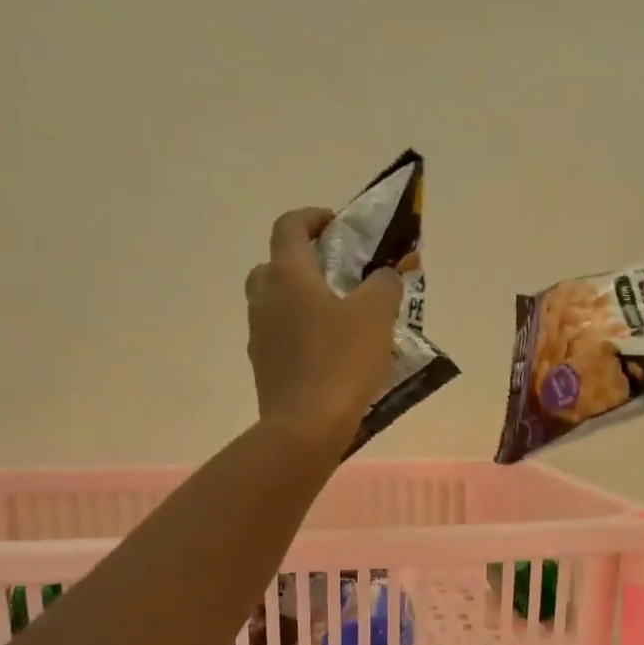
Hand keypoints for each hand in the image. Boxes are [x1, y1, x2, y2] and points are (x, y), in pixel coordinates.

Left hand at [246, 207, 402, 456]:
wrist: (306, 427)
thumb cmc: (341, 361)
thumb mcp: (376, 315)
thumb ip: (383, 285)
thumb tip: (383, 274)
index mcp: (288, 275)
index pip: (290, 226)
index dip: (313, 218)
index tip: (337, 225)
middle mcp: (264, 299)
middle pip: (275, 265)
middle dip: (304, 263)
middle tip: (338, 276)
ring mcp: (259, 336)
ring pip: (277, 305)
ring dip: (303, 302)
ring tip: (341, 320)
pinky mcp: (264, 368)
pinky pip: (282, 338)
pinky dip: (302, 335)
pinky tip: (332, 356)